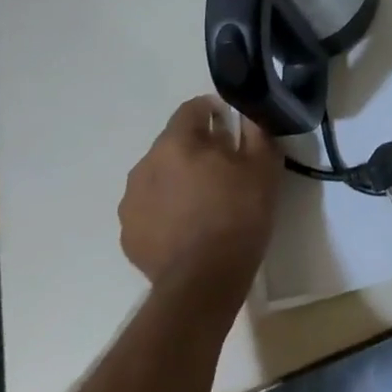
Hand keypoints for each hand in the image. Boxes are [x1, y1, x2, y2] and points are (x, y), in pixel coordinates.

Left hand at [119, 96, 279, 305]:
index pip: (191, 109)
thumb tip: (247, 114)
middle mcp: (146, 165)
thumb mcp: (263, 166)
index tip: (230, 124)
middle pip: (173, 142)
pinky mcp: (128, 233)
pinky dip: (166, 207)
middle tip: (224, 165)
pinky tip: (188, 225)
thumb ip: (256, 130)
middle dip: (196, 146)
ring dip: (178, 177)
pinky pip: (150, 206)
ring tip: (204, 198)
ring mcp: (131, 202)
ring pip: (159, 174)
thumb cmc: (238, 216)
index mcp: (176, 143)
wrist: (204, 283)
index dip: (212, 110)